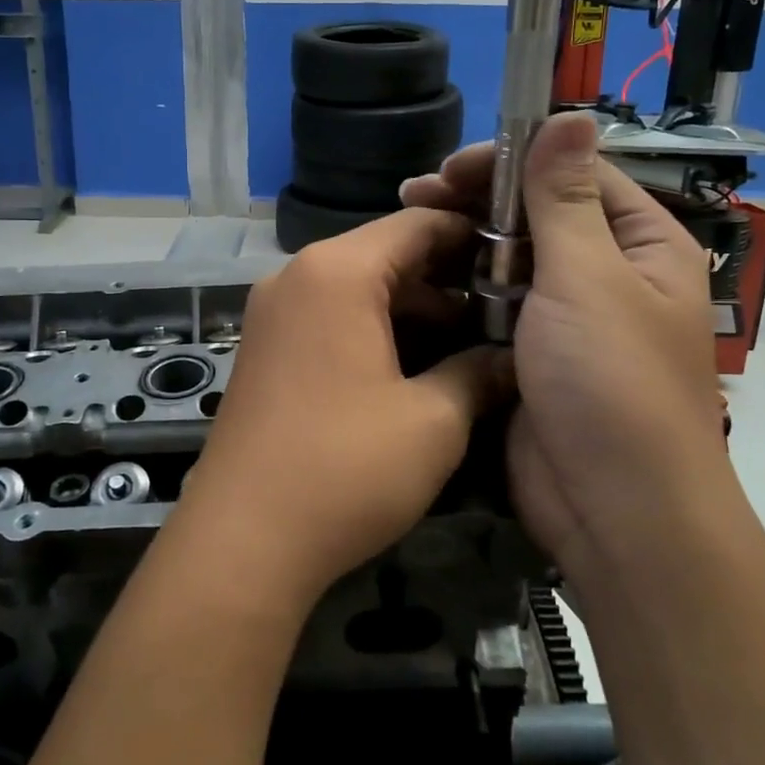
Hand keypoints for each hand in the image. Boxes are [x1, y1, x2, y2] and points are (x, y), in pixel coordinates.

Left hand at [173, 209, 510, 609]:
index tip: (520, 264)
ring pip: (358, 289)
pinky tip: (415, 368)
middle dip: (447, 281)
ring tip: (470, 345)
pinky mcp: (265, 349)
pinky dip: (374, 331)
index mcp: (337, 271)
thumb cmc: (345, 469)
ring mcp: (273, 313)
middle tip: (504, 313)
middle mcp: (297, 276)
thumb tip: (513, 359)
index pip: (417, 224)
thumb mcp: (433, 421)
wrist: (244, 539)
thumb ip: (479, 374)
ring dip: (412, 311)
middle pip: (385, 254)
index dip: (473, 237)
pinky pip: (330, 318)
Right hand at [401, 114, 731, 583]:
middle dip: (478, 201)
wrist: (610, 508)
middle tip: (414, 196)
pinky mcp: (528, 354)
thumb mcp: (590, 278)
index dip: (513, 162)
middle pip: (536, 214)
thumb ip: (567, 198)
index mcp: (640, 245)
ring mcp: (564, 317)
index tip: (450, 167)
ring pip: (508, 260)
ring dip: (463, 243)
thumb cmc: (610, 382)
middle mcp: (605, 274)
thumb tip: (573, 115)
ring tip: (408, 229)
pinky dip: (460, 289)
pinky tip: (421, 279)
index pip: (574, 175)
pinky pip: (492, 305)